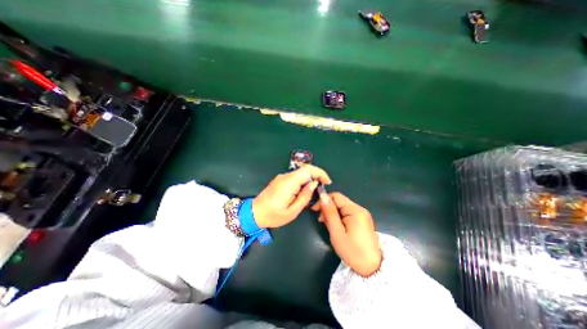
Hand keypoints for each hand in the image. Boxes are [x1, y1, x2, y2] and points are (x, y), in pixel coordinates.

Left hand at [251, 165, 329, 228]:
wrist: (254, 213)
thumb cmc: (273, 215)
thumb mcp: (293, 211)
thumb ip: (305, 196)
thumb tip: (314, 184)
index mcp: (289, 183)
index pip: (308, 169)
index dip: (320, 172)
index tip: (327, 181)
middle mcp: (285, 176)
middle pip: (305, 170)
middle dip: (316, 176)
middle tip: (322, 187)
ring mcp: (281, 177)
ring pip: (300, 173)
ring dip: (309, 179)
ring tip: (313, 192)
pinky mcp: (280, 180)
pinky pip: (295, 177)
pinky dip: (302, 181)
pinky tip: (303, 191)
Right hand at [311, 192, 380, 275]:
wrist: (372, 269)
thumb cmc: (353, 252)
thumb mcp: (337, 233)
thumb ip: (330, 213)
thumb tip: (322, 196)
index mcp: (355, 210)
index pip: (336, 196)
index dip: (324, 200)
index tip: (314, 210)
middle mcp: (360, 209)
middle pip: (339, 201)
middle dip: (328, 208)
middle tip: (321, 221)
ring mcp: (362, 214)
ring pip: (342, 207)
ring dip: (332, 213)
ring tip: (327, 225)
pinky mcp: (362, 220)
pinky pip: (347, 213)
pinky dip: (338, 217)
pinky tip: (335, 226)